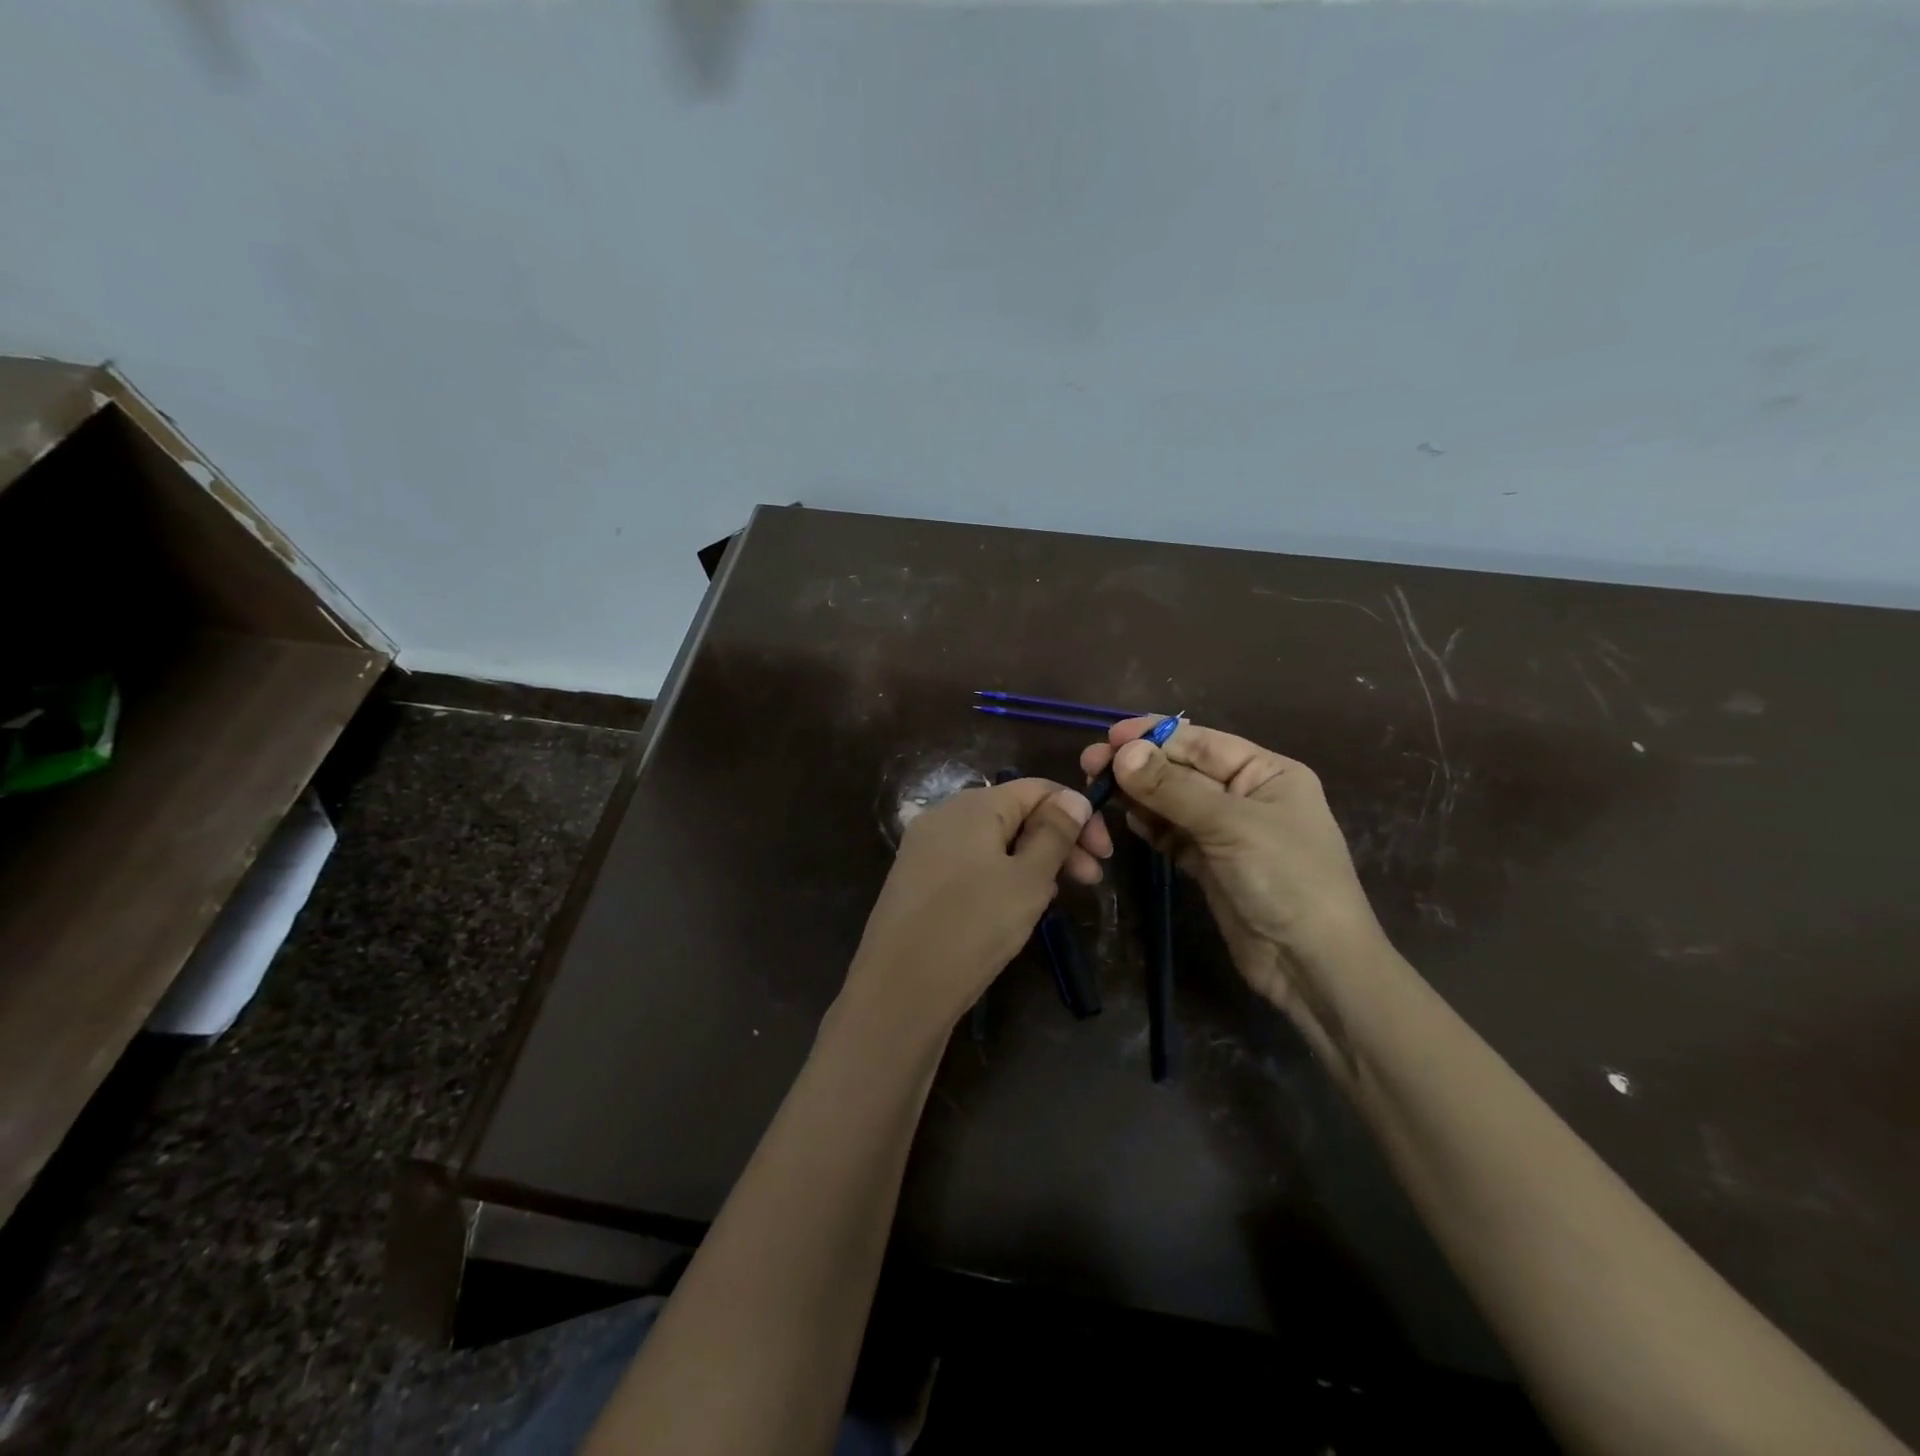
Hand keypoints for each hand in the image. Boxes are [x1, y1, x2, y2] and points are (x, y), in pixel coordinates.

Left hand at [838, 779, 1109, 1042]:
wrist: (898, 992)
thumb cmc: (972, 928)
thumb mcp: (1027, 880)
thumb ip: (1055, 834)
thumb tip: (1073, 798)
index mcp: (972, 805)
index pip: (1036, 789)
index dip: (1077, 813)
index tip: (1104, 853)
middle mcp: (944, 817)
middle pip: (1014, 814)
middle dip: (1057, 841)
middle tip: (1091, 881)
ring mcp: (926, 850)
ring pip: (994, 843)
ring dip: (1032, 863)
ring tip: (1054, 901)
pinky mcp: (918, 882)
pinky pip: (971, 866)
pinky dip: (1001, 879)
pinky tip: (1016, 911)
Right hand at [1080, 719, 1383, 1038]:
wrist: (1311, 964)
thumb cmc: (1285, 878)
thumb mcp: (1230, 825)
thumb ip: (1171, 788)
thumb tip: (1121, 753)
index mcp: (1266, 772)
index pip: (1201, 742)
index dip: (1154, 736)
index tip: (1109, 736)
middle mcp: (1246, 795)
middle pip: (1182, 770)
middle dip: (1139, 765)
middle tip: (1090, 764)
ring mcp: (1226, 832)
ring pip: (1172, 802)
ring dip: (1137, 794)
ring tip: (1097, 788)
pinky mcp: (1209, 864)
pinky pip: (1172, 834)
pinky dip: (1149, 825)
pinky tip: (1124, 818)